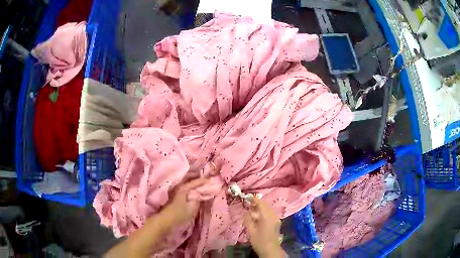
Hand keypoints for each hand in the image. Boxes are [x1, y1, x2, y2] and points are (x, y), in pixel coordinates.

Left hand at [161, 178, 207, 226]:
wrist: (165, 221)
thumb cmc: (179, 214)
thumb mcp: (191, 208)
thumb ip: (196, 200)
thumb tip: (199, 194)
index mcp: (183, 190)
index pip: (193, 183)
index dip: (201, 181)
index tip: (209, 179)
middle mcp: (179, 189)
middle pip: (189, 183)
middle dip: (197, 182)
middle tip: (206, 181)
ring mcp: (176, 194)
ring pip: (186, 188)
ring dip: (193, 187)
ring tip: (201, 186)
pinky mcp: (175, 199)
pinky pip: (185, 192)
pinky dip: (190, 191)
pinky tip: (193, 194)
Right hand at [244, 198, 285, 257]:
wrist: (270, 249)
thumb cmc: (259, 241)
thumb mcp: (251, 231)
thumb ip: (249, 219)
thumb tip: (248, 212)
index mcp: (267, 217)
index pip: (261, 204)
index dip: (255, 200)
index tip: (249, 197)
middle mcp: (274, 216)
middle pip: (266, 206)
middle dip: (258, 204)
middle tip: (249, 205)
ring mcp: (277, 219)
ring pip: (268, 209)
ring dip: (261, 208)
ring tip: (253, 211)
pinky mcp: (277, 222)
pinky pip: (270, 213)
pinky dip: (264, 212)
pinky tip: (259, 216)